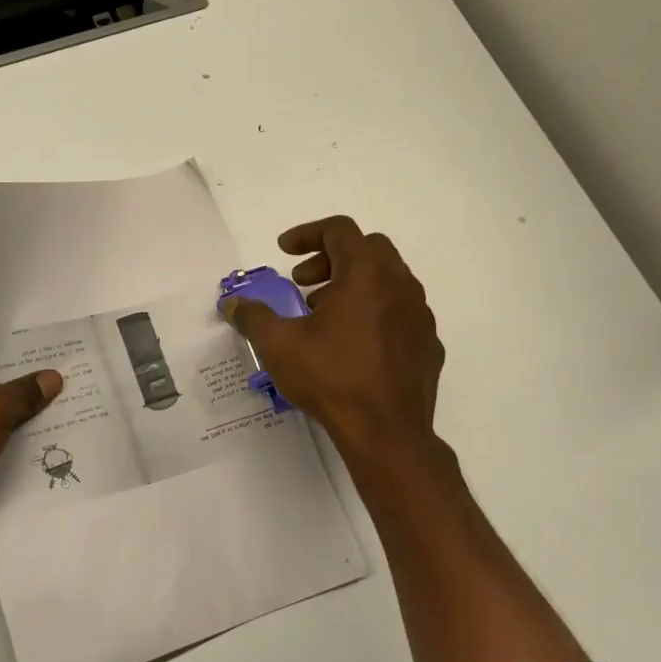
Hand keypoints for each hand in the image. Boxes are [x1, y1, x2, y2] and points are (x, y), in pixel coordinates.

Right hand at [221, 217, 442, 459]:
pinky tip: (354, 342)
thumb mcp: (279, 345)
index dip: (307, 233)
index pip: (339, 229)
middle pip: (367, 248)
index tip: (284, 252)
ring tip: (324, 314)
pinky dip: (375, 311)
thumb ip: (253, 317)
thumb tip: (232, 304)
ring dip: (353, 284)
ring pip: (387, 279)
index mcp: (366, 273)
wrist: (387, 431)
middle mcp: (400, 283)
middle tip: (302, 281)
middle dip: (330, 257)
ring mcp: (420, 313)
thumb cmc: (332, 378)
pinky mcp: (428, 342)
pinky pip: (400, 311)